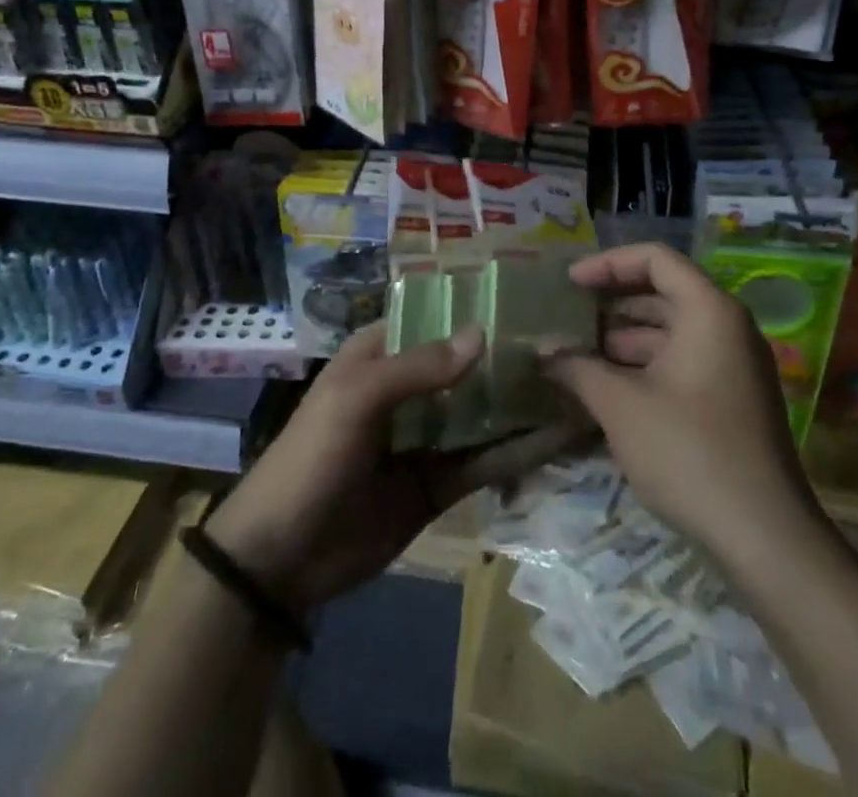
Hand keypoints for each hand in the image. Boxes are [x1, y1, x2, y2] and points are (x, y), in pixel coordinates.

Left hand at [208, 321, 588, 613]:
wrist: (280, 560)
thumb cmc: (312, 457)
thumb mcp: (356, 399)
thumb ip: (418, 367)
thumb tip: (482, 333)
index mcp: (382, 354)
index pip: (435, 317)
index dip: (475, 307)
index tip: (530, 297)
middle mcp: (409, 389)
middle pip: (466, 365)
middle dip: (508, 356)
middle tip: (570, 343)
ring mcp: (426, 437)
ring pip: (481, 412)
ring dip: (519, 403)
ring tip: (577, 386)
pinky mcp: (439, 484)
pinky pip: (483, 462)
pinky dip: (516, 452)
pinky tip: (557, 440)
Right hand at [543, 243, 821, 557]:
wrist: (763, 537)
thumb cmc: (688, 452)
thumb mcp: (621, 405)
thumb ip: (577, 368)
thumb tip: (543, 353)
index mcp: (708, 311)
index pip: (655, 259)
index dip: (608, 263)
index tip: (569, 283)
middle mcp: (727, 326)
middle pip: (663, 291)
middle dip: (612, 301)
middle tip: (567, 315)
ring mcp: (734, 364)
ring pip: (671, 330)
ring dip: (624, 337)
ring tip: (577, 352)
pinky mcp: (732, 398)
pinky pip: (683, 360)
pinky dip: (645, 364)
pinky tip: (608, 386)